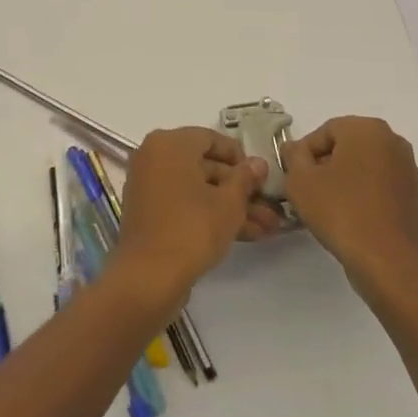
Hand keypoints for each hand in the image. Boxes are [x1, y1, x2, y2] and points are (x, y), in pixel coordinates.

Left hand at [109, 128, 267, 310]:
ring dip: (231, 206)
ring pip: (198, 189)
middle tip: (270, 207)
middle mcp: (155, 157)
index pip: (210, 138)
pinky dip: (210, 215)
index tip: (260, 177)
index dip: (239, 157)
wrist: (148, 278)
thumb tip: (258, 163)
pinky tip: (246, 235)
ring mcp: (149, 186)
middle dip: (240, 189)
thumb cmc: (192, 229)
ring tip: (267, 228)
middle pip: (205, 166)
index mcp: (170, 144)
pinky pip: (185, 204)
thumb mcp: (228, 203)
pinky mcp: (150, 213)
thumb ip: (245, 179)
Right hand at [282, 116, 417, 295]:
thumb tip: (295, 147)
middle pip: (350, 148)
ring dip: (350, 183)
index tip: (295, 177)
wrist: (389, 263)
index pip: (326, 132)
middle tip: (311, 192)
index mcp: (368, 130)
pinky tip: (358, 224)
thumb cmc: (341, 212)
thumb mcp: (300, 181)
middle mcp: (395, 143)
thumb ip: (294, 156)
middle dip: (328, 166)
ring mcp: (412, 174)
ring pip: (370, 170)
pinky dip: (371, 201)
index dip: (305, 153)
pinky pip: (386, 193)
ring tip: (333, 210)